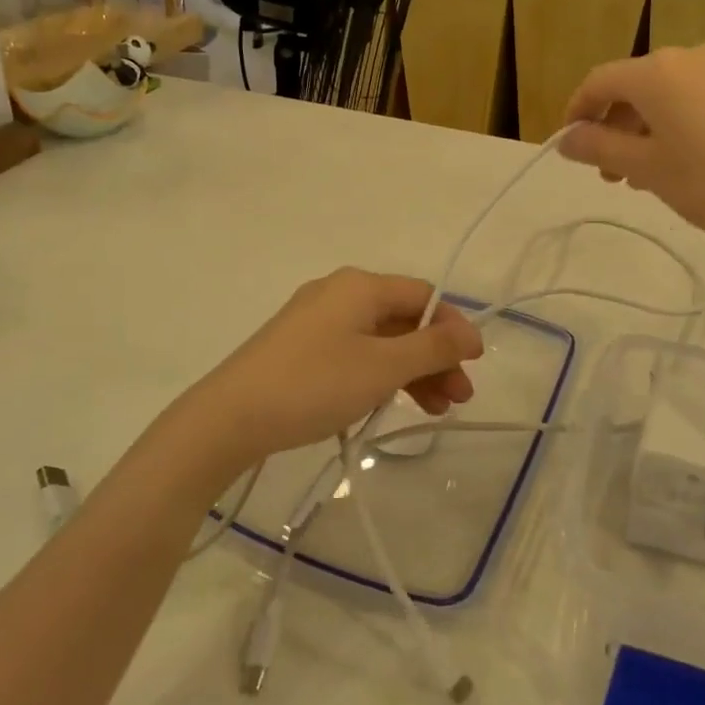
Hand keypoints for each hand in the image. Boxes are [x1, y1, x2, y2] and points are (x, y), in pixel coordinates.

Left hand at [168, 269, 483, 475]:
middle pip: (403, 320)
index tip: (474, 365)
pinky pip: (355, 354)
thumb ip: (432, 348)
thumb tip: (471, 333)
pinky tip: (391, 404)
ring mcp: (316, 322)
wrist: (230, 418)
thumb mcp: (383, 367)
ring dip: (412, 371)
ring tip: (435, 412)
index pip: (423, 296)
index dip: (453, 328)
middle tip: (458, 399)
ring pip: (380, 340)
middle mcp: (339, 294)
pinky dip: (380, 375)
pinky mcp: (301, 349)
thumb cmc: (315, 384)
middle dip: (435, 357)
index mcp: (360, 286)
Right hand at [559, 42, 704, 253]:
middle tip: (610, 173)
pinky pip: (699, 100)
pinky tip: (685, 163)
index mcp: (657, 71)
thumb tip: (566, 139)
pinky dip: (678, 125)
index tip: (571, 147)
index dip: (577, 112)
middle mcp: (690, 57)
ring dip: (645, 130)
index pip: (599, 82)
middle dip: (613, 127)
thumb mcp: (647, 169)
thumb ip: (599, 148)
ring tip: (646, 175)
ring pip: (668, 95)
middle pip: (634, 87)